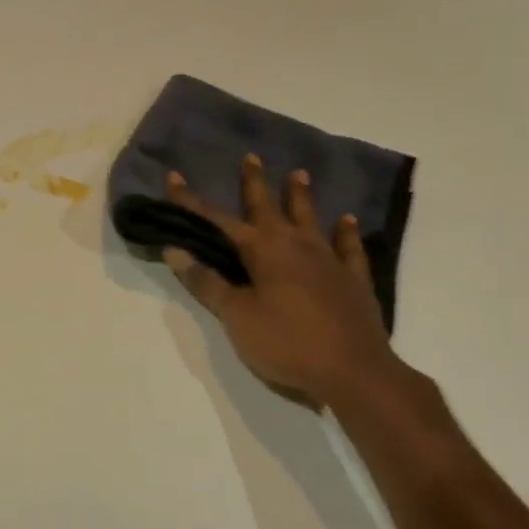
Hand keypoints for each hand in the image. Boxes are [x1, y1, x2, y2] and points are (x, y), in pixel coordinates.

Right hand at [163, 156, 411, 412]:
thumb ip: (208, 282)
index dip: (192, 202)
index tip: (174, 177)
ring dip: (301, 196)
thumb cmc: (287, 343)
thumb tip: (175, 249)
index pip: (217, 220)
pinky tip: (348, 220)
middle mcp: (295, 245)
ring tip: (299, 173)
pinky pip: (349, 248)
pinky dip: (347, 232)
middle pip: (269, 207)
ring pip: (310, 218)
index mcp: (263, 251)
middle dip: (254, 183)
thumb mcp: (237, 317)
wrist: (354, 372)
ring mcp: (329, 260)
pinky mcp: (353, 280)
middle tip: (251, 157)